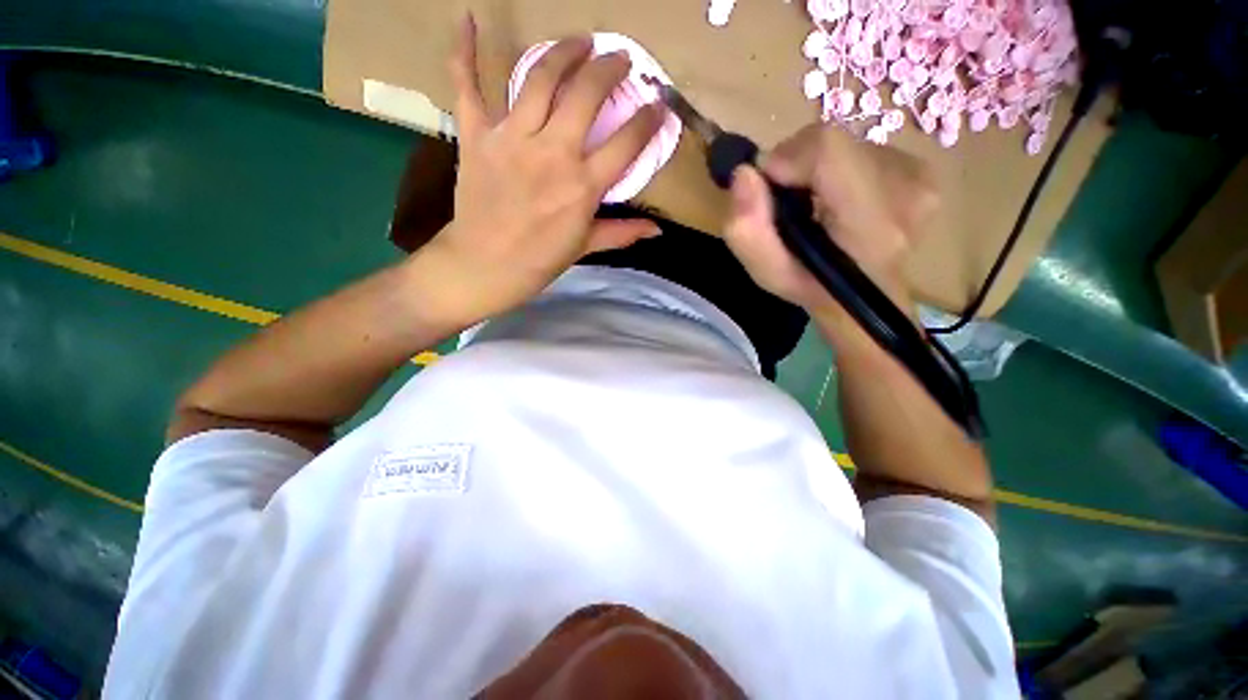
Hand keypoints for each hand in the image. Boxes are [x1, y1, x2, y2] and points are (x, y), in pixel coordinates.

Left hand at [423, 16, 663, 323]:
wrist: (484, 265)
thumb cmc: (539, 261)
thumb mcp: (585, 247)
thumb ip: (622, 232)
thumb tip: (658, 230)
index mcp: (582, 186)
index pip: (626, 143)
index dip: (648, 120)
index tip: (659, 105)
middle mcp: (552, 153)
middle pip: (586, 94)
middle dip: (609, 69)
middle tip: (619, 59)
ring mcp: (511, 138)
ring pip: (540, 77)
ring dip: (564, 51)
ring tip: (579, 42)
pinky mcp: (477, 135)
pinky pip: (468, 86)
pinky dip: (465, 51)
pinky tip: (467, 20)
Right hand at [722, 124, 938, 320]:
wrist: (864, 298)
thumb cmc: (813, 288)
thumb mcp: (767, 273)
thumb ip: (747, 230)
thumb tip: (745, 173)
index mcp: (870, 225)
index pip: (829, 151)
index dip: (788, 157)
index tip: (769, 185)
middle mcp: (907, 191)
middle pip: (835, 142)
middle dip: (797, 164)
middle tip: (788, 201)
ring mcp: (921, 177)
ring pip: (847, 143)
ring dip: (817, 168)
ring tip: (813, 205)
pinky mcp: (922, 170)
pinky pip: (864, 148)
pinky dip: (838, 168)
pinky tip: (837, 199)